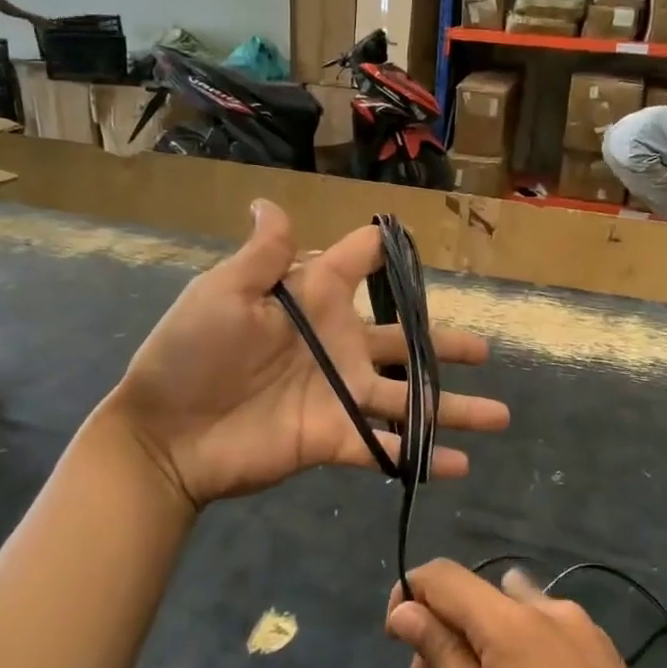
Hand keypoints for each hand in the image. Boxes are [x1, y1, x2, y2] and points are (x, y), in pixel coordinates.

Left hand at [109, 201, 509, 508]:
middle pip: (404, 339)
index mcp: (313, 301)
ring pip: (410, 397)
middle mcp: (337, 345)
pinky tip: (458, 465)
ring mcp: (340, 394)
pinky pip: (387, 446)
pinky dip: (422, 457)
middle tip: (484, 348)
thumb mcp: (222, 293)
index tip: (414, 249)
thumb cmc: (191, 354)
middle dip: (444, 343)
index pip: (359, 265)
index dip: (385, 253)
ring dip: (454, 406)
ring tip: (500, 414)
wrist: (166, 434)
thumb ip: (262, 255)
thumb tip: (269, 203)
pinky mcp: (334, 438)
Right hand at [385, 559, 666, 667]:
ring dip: (477, 643)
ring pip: (508, 612)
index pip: (443, 576)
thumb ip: (442, 658)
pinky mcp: (603, 651)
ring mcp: (582, 627)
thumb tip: (405, 610)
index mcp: (513, 623)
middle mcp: (548, 608)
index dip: (409, 595)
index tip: (396, 643)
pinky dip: (514, 650)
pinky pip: (541, 629)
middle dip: (440, 634)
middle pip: (475, 597)